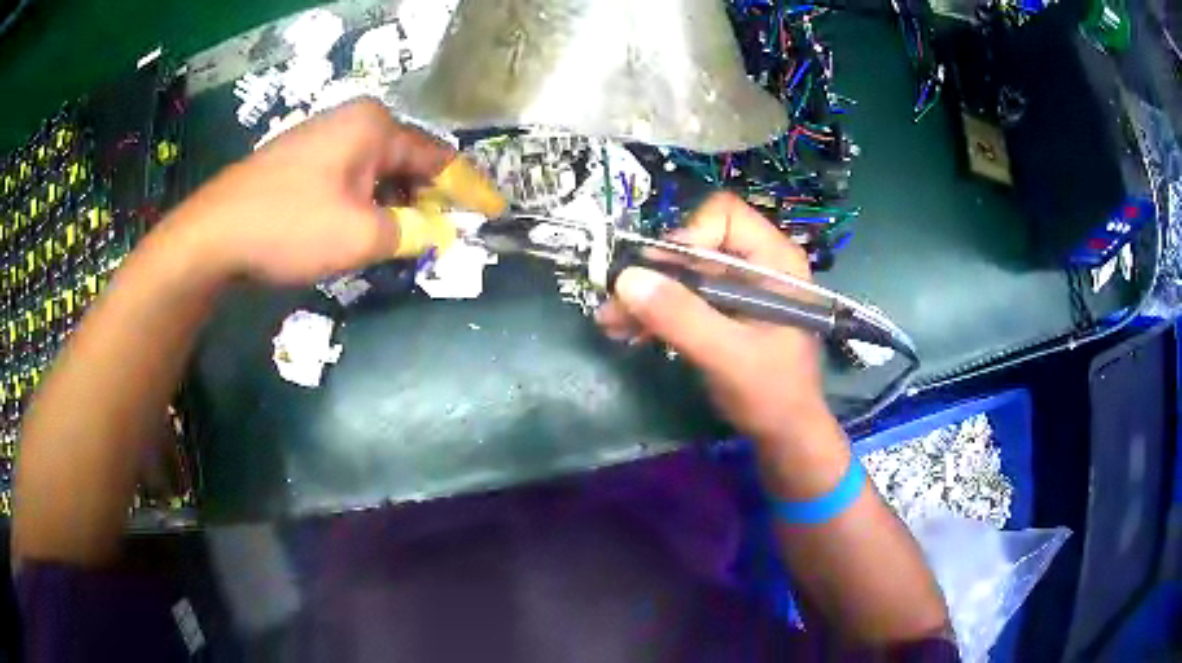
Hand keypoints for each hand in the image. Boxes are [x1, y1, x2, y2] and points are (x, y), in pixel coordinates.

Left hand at [167, 98, 454, 284]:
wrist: (214, 234)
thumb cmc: (290, 226)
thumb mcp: (361, 236)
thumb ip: (413, 232)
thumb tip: (443, 232)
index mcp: (375, 126)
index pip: (437, 157)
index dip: (467, 189)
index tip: (492, 212)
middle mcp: (353, 122)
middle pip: (407, 161)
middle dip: (427, 200)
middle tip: (445, 235)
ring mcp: (325, 138)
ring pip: (378, 173)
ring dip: (395, 206)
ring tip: (407, 240)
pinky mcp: (303, 160)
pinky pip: (351, 179)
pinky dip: (367, 204)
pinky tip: (366, 229)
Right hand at [597, 192, 827, 443]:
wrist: (785, 435)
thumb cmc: (773, 394)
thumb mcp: (728, 356)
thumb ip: (682, 318)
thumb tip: (626, 279)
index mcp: (775, 261)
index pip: (725, 215)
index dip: (690, 236)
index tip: (664, 274)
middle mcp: (756, 264)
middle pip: (695, 244)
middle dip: (655, 274)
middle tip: (617, 302)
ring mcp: (737, 288)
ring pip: (681, 273)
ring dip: (645, 295)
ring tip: (610, 321)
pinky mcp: (721, 311)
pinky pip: (681, 297)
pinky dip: (654, 311)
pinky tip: (627, 331)